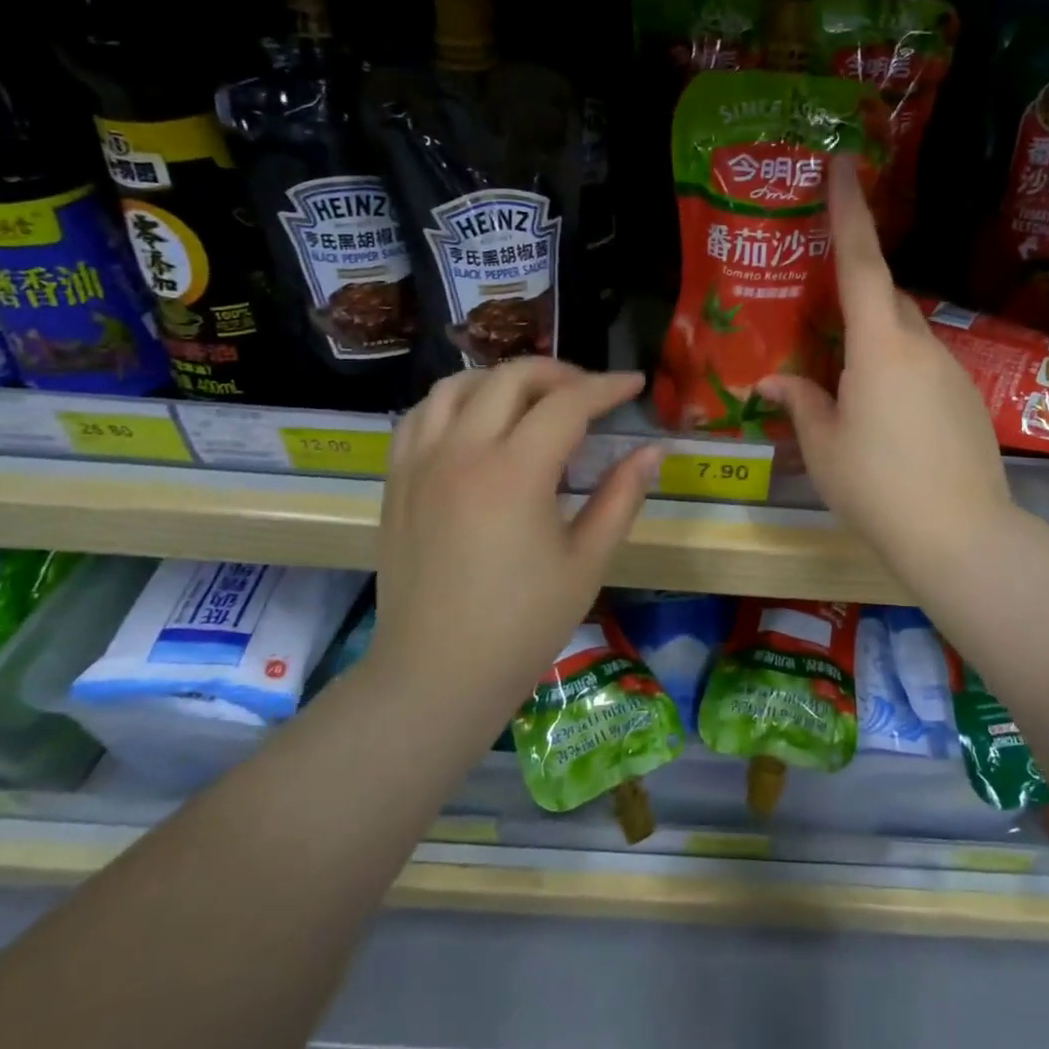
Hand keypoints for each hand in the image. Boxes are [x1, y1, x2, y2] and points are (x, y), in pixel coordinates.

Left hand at [371, 358, 659, 742]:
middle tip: (590, 393)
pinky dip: (455, 402)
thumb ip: (621, 497)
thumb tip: (652, 451)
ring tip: (533, 400)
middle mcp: (461, 452)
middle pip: (511, 378)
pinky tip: (477, 423)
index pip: (567, 403)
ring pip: (458, 385)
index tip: (635, 384)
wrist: (436, 675)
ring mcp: (420, 463)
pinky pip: (421, 415)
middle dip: (559, 373)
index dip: (607, 387)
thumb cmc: (522, 626)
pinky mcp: (396, 480)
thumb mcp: (587, 562)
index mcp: (514, 474)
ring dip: (503, 379)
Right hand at [757, 157, 1012, 585]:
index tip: (843, 163)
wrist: (961, 536)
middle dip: (852, 294)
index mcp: (880, 347)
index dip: (849, 210)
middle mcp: (921, 345)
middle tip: (819, 313)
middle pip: (884, 298)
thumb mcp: (823, 446)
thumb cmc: (878, 487)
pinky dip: (896, 372)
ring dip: (873, 343)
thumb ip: (801, 403)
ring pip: (905, 335)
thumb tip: (775, 381)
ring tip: (844, 383)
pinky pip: (923, 366)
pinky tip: (883, 417)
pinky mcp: (967, 398)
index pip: (860, 263)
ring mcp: (952, 371)